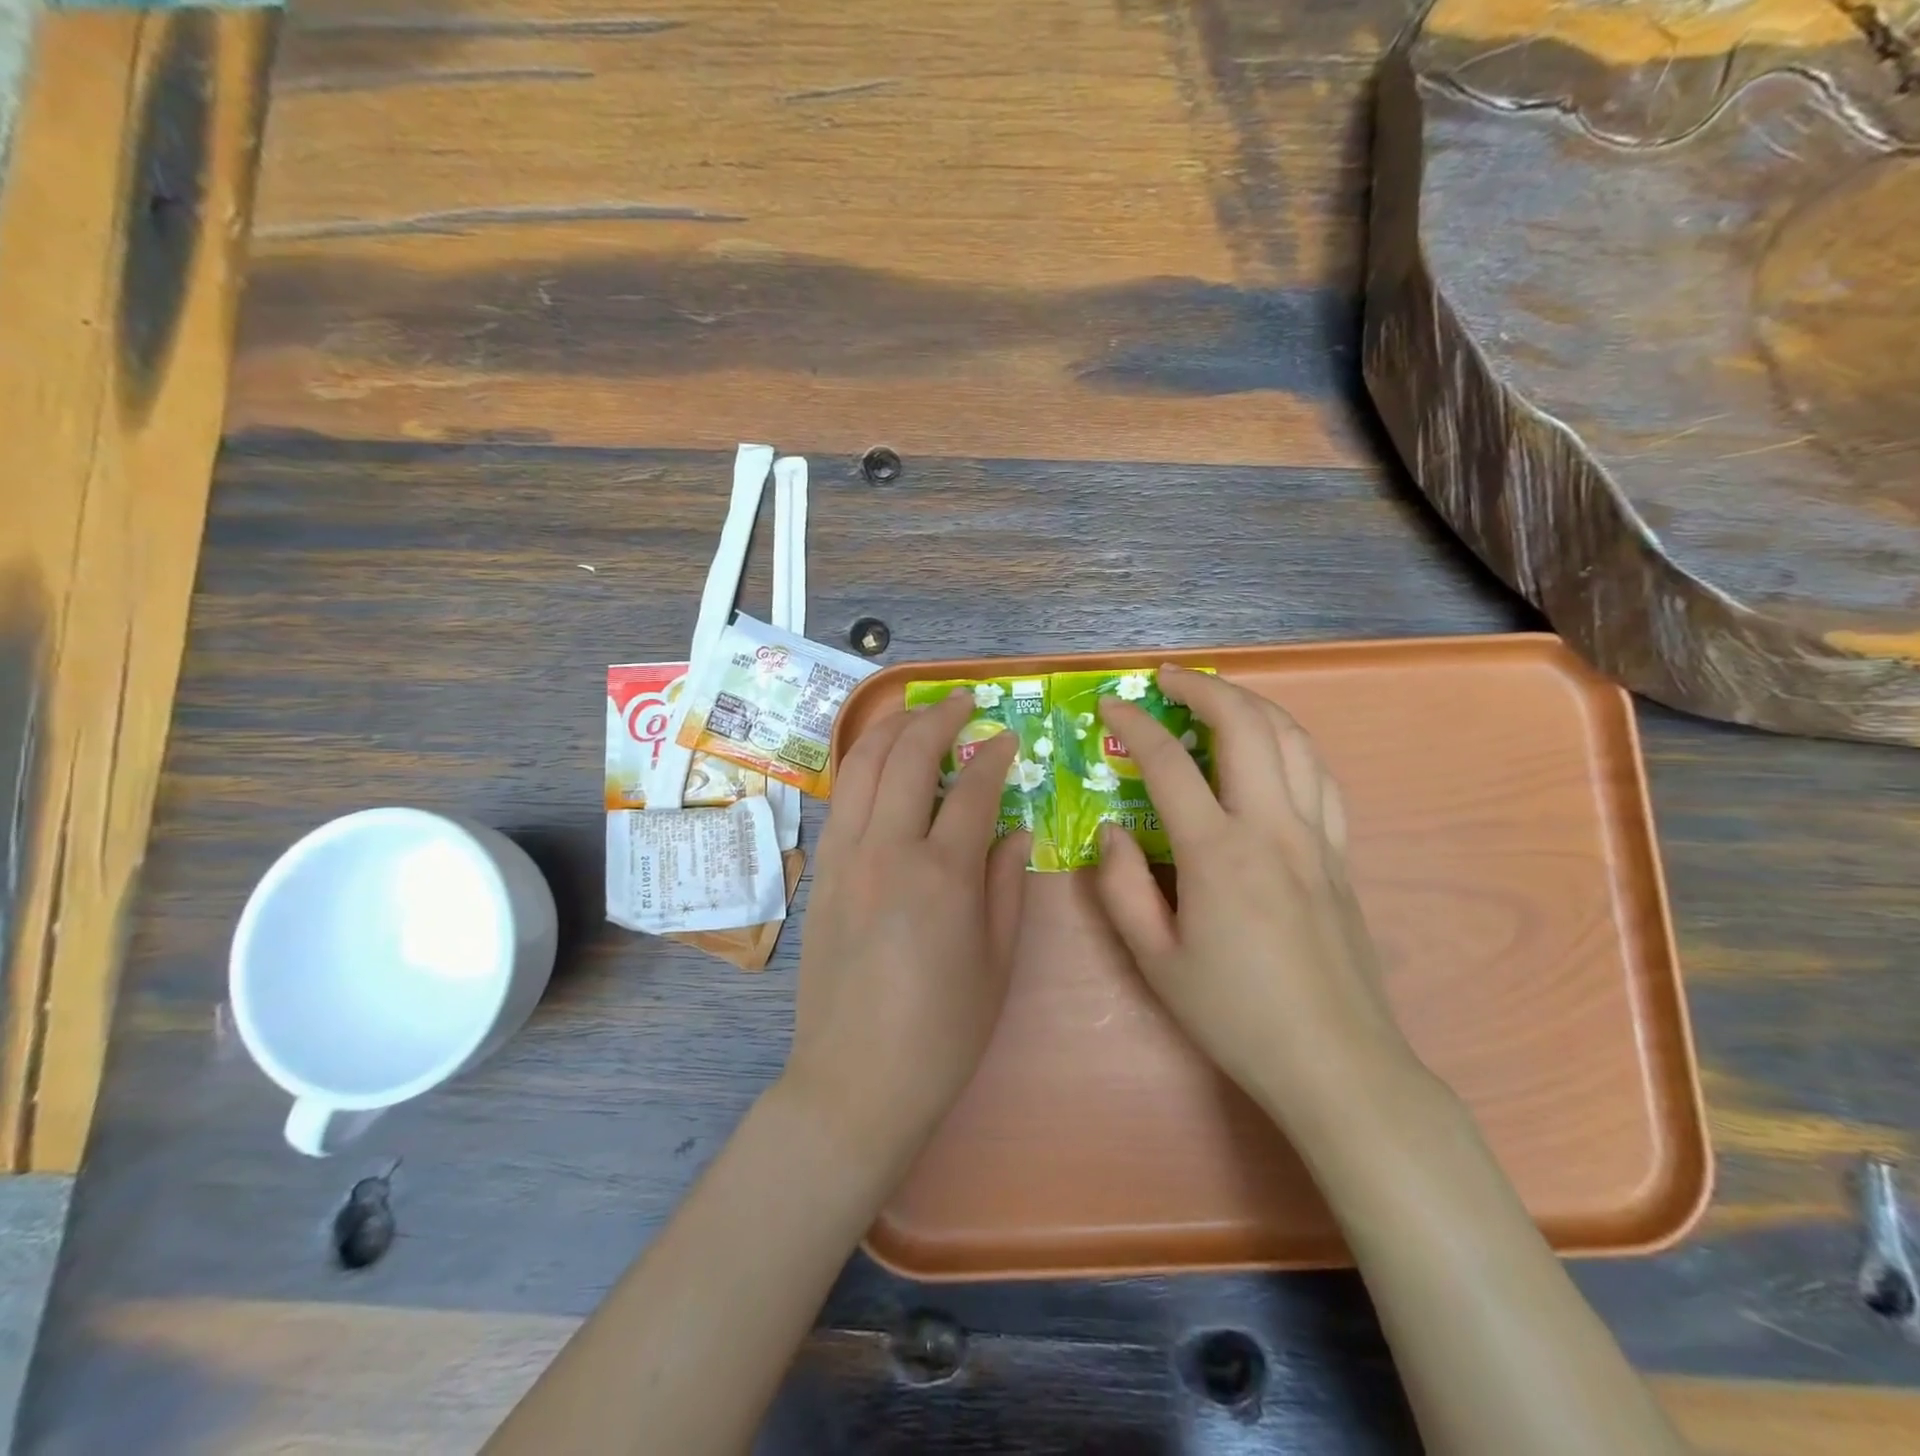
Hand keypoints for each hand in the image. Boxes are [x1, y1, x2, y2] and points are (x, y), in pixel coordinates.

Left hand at [782, 692, 1029, 1163]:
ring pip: (863, 766)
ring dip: (892, 728)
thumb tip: (1015, 829)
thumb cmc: (942, 1032)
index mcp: (943, 876)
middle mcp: (888, 850)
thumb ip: (1007, 884)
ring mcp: (845, 858)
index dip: (994, 754)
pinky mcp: (822, 873)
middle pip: (909, 756)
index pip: (973, 789)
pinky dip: (862, 765)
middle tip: (962, 701)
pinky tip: (879, 763)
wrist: (855, 1080)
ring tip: (917, 713)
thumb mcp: (997, 962)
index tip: (1007, 737)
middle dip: (938, 717)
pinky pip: (842, 799)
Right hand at [1096, 666, 1420, 1131]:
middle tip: (1167, 678)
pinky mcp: (1340, 854)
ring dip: (1251, 704)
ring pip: (1293, 739)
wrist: (1335, 1062)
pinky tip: (1271, 749)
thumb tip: (1112, 829)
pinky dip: (1290, 743)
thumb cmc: (1234, 1014)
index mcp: (1218, 852)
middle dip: (1203, 687)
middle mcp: (1272, 827)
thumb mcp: (1154, 959)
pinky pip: (1320, 775)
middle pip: (1245, 725)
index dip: (1134, 724)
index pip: (1169, 762)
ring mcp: (1316, 836)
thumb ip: (1122, 886)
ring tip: (1218, 698)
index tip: (1110, 706)